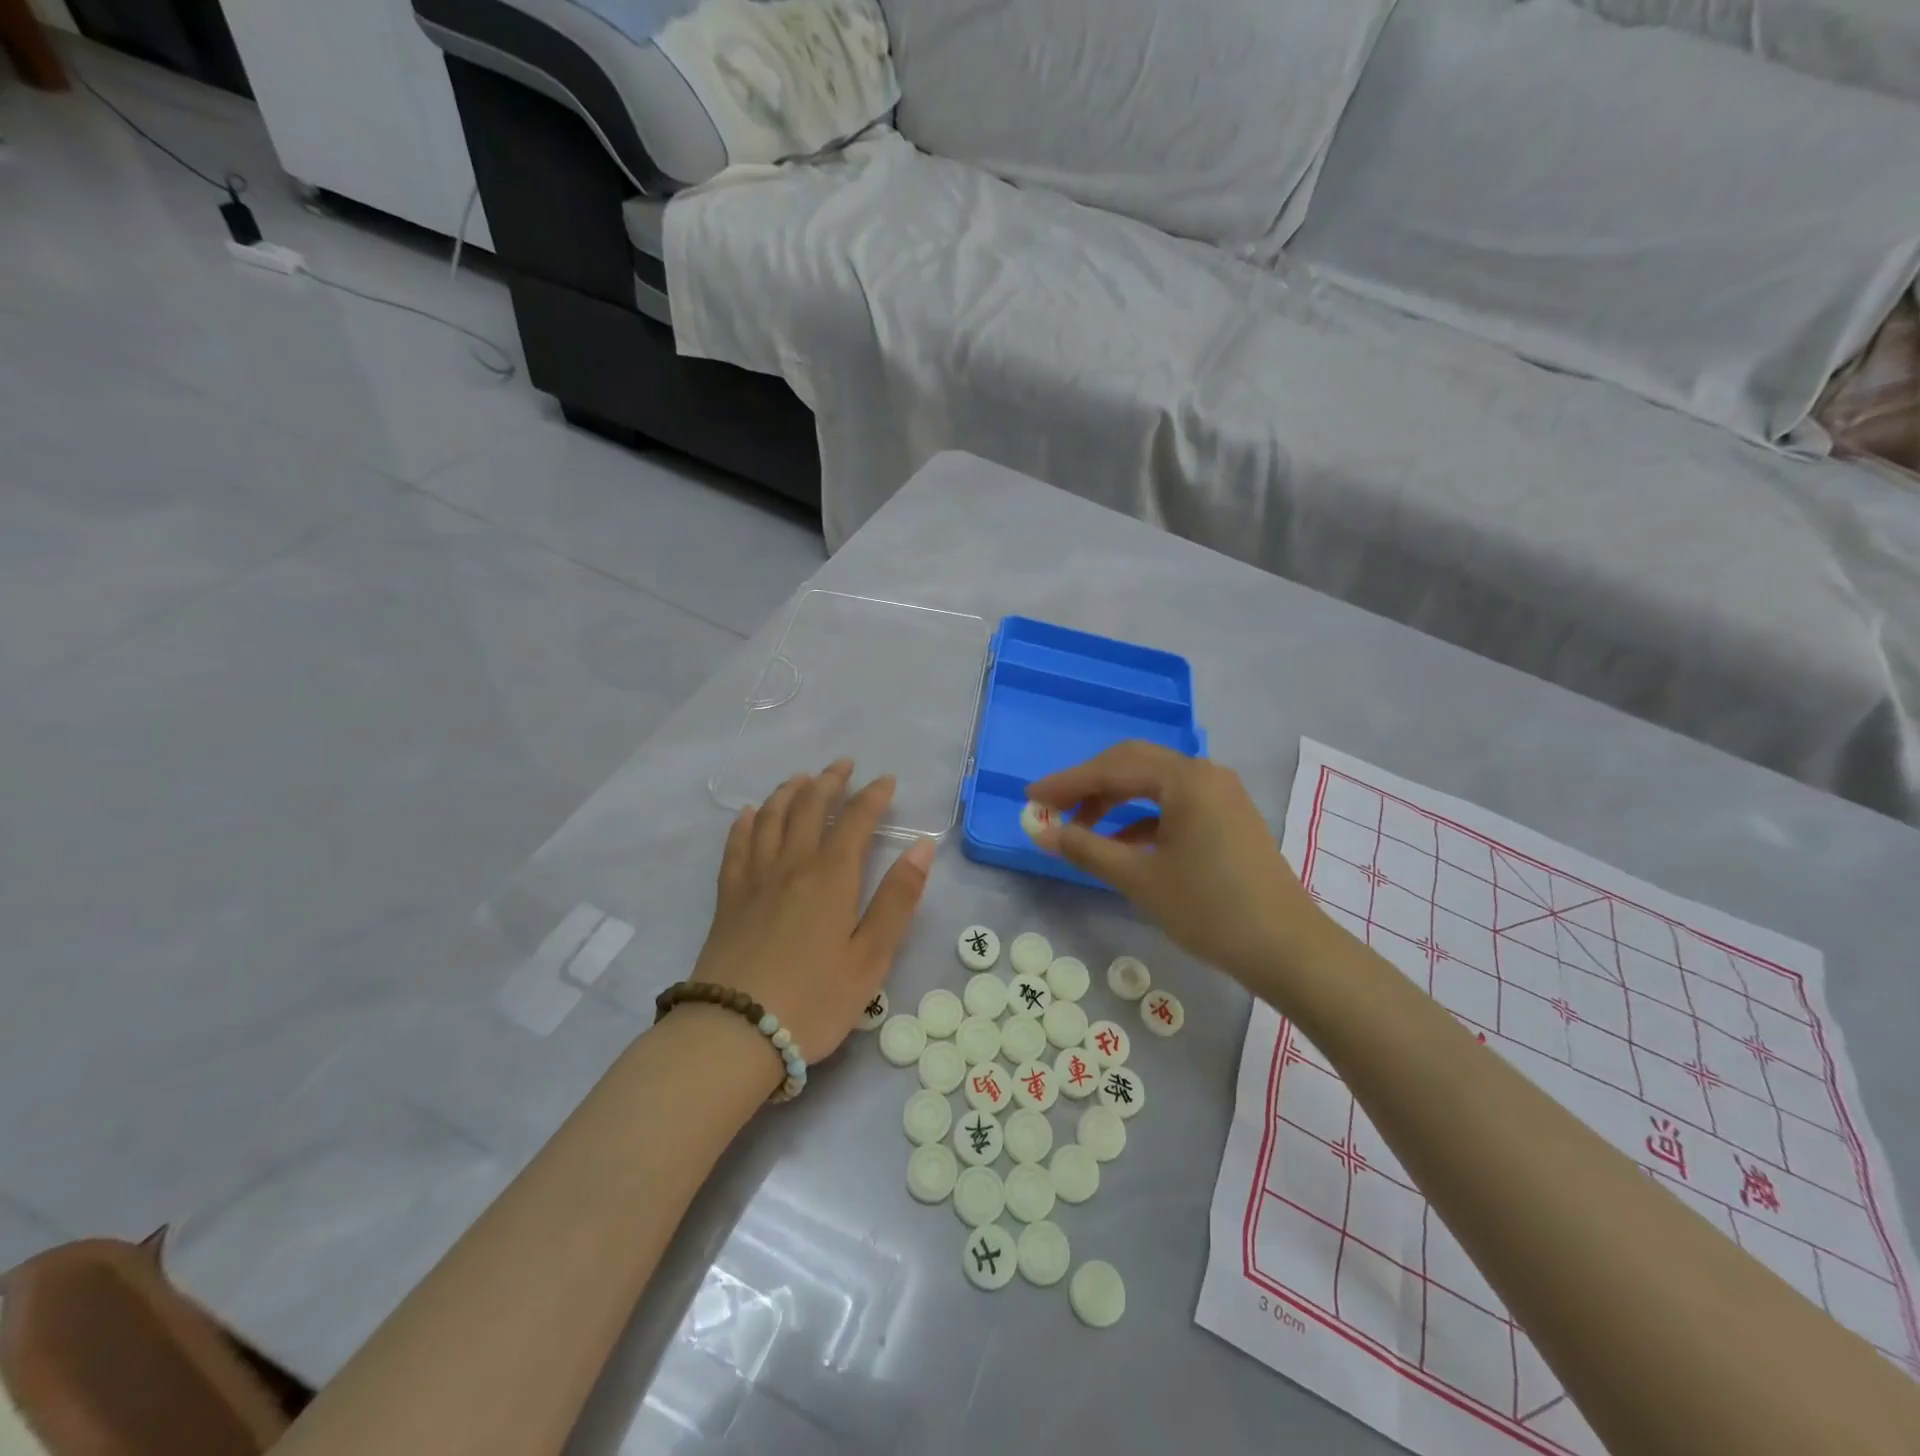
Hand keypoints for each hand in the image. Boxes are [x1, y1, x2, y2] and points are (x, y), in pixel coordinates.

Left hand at [692, 760, 933, 1062]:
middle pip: (809, 808)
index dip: (873, 796)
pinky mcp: (728, 899)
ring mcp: (754, 879)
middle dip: (829, 781)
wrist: (735, 1032)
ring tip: (801, 779)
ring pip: (770, 818)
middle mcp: (791, 865)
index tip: (886, 780)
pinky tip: (748, 814)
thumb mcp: (871, 957)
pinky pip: (735, 846)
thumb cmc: (814, 1000)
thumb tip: (922, 845)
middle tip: (844, 765)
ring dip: (788, 792)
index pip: (856, 821)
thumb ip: (897, 899)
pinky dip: (744, 823)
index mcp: (831, 877)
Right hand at [1028, 742, 1324, 991]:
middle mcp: (1204, 773)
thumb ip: (1085, 848)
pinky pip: (1173, 803)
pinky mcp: (1227, 816)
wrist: (1287, 950)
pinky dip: (1141, 818)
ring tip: (1081, 828)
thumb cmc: (1209, 909)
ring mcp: (1220, 794)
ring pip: (1153, 784)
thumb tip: (1038, 830)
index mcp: (1185, 778)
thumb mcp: (1139, 879)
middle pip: (1132, 764)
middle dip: (1088, 785)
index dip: (1066, 783)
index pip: (1112, 768)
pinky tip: (1120, 843)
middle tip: (1052, 808)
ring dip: (1114, 800)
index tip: (1030, 799)